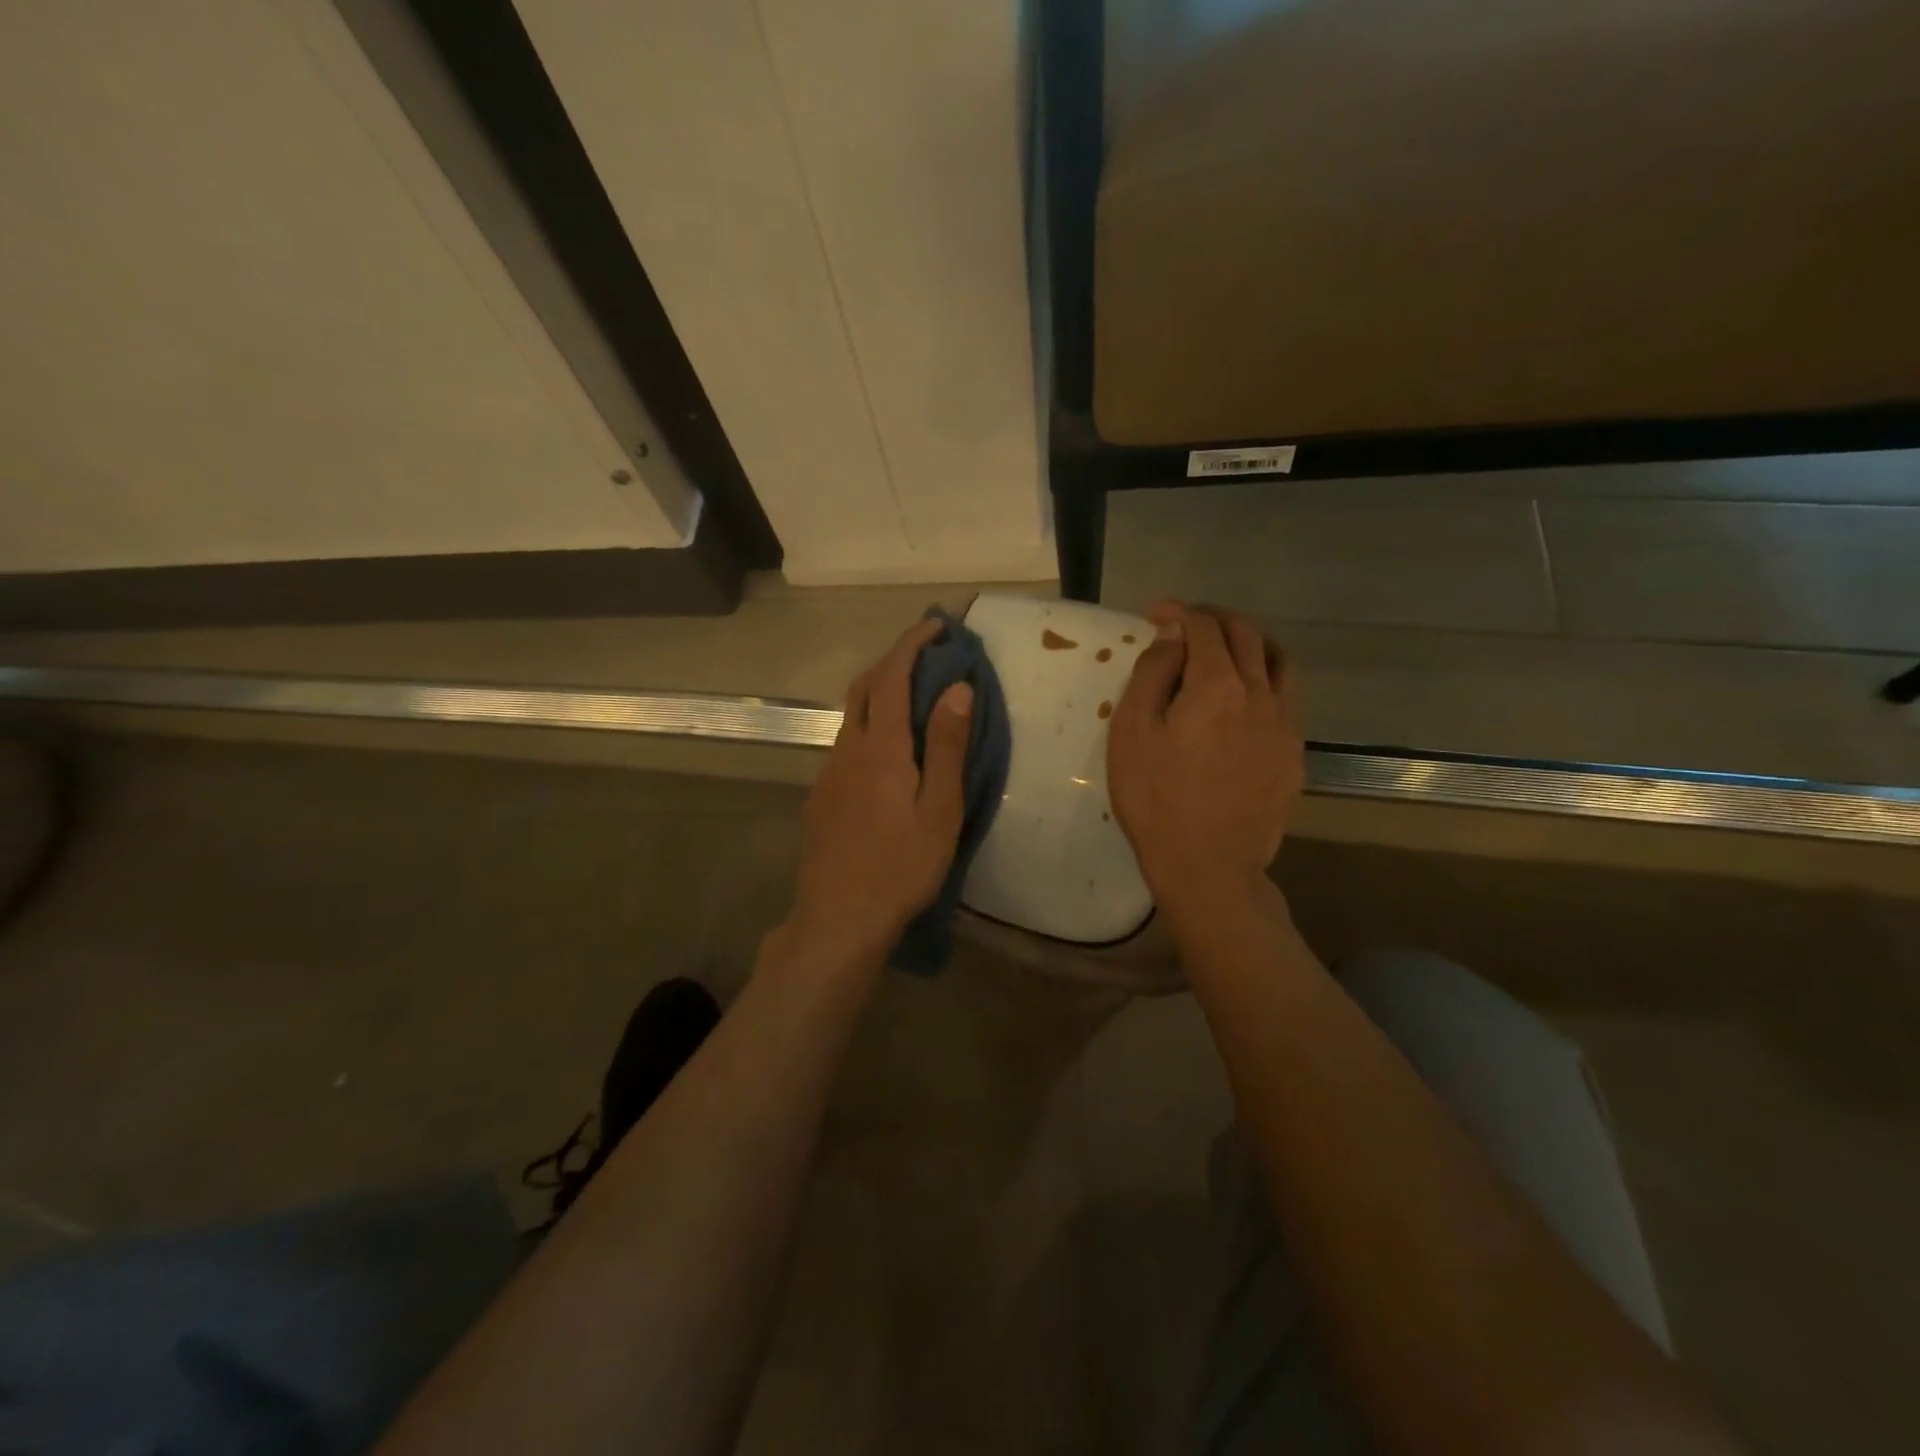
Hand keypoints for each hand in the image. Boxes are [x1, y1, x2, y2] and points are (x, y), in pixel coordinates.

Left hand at [782, 617, 974, 968]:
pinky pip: (845, 744)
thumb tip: (957, 687)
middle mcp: (847, 749)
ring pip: (851, 716)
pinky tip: (887, 751)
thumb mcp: (940, 809)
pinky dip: (869, 725)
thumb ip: (946, 745)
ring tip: (913, 696)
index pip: (893, 676)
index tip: (938, 625)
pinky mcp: (821, 797)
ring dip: (879, 692)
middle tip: (926, 654)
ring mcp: (829, 774)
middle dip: (892, 660)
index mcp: (881, 747)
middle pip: (863, 687)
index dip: (913, 643)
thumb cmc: (901, 867)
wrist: (837, 919)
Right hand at [1107, 602, 1303, 919]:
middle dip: (1215, 618)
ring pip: (1278, 660)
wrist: (1209, 866)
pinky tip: (1247, 695)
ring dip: (1250, 642)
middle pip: (1247, 634)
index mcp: (1217, 685)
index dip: (1179, 612)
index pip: (1204, 627)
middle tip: (1187, 623)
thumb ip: (1152, 675)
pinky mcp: (1294, 753)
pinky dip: (1267, 676)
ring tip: (1225, 649)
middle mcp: (1261, 693)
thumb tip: (1172, 640)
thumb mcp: (1132, 733)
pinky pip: (1288, 695)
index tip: (1155, 614)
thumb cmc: (1156, 799)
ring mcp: (1285, 724)